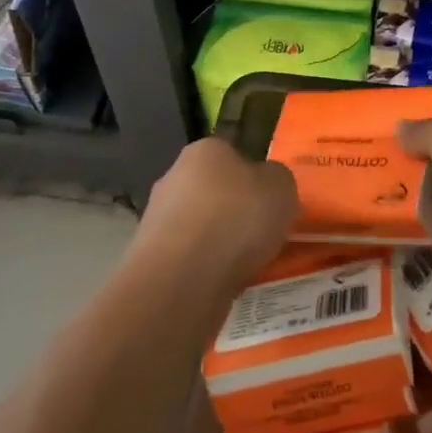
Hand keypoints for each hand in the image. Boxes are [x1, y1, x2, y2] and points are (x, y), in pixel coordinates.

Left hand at [139, 138, 296, 284]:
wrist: (182, 279)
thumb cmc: (237, 218)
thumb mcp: (281, 187)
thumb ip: (277, 179)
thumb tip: (266, 184)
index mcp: (205, 150)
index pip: (233, 153)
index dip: (254, 176)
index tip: (270, 200)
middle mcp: (174, 176)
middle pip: (213, 190)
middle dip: (234, 210)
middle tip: (262, 233)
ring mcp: (157, 217)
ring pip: (200, 225)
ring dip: (218, 241)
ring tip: (247, 265)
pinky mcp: (150, 257)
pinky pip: (189, 257)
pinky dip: (205, 267)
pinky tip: (223, 282)